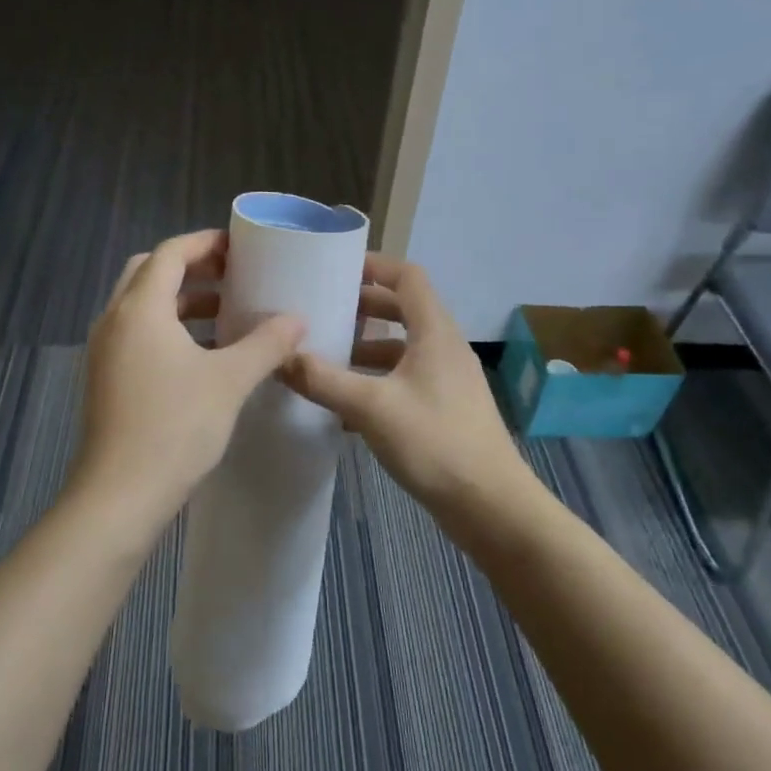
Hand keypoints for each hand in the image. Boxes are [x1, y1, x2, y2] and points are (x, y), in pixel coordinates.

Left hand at [74, 230, 305, 525]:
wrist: (120, 495)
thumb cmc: (175, 427)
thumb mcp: (230, 381)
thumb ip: (266, 344)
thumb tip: (297, 320)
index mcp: (140, 308)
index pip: (171, 253)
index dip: (206, 243)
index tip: (240, 247)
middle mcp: (114, 320)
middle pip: (150, 272)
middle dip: (191, 268)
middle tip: (232, 276)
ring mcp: (104, 351)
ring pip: (142, 306)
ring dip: (181, 301)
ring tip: (225, 314)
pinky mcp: (105, 378)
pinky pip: (137, 334)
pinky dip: (168, 329)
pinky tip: (202, 355)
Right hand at [280, 253, 526, 541]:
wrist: (489, 504)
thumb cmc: (434, 442)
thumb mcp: (371, 407)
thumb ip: (323, 380)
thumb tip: (281, 358)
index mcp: (435, 332)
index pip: (408, 277)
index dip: (375, 266)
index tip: (336, 267)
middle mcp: (444, 348)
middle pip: (404, 311)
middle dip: (364, 307)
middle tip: (324, 310)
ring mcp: (447, 380)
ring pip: (403, 349)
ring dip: (367, 349)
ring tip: (326, 357)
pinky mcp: (444, 409)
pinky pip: (405, 380)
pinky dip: (376, 381)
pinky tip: (346, 406)